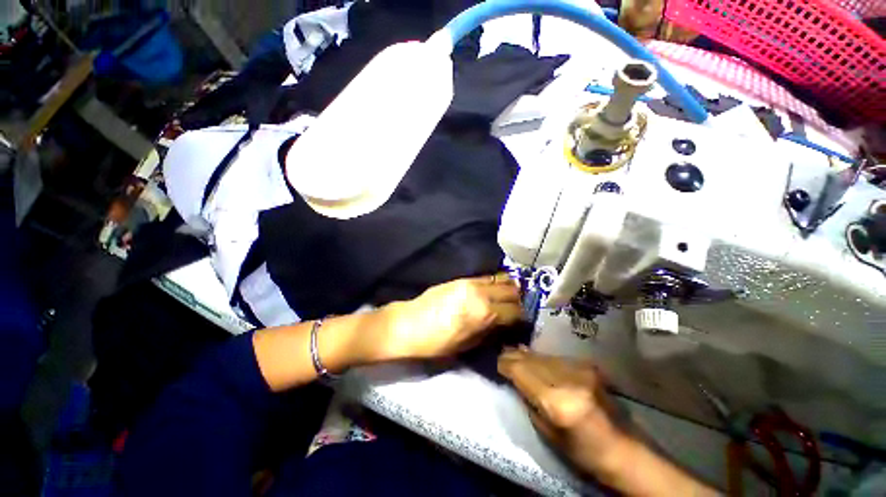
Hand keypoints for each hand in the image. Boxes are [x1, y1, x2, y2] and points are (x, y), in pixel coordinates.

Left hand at [379, 273, 521, 359]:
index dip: (522, 317)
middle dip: (519, 300)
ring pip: (501, 279)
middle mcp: (481, 293)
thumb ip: (490, 332)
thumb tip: (504, 325)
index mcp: (484, 313)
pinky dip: (495, 282)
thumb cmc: (436, 343)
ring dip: (509, 288)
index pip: (515, 311)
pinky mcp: (462, 278)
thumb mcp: (467, 345)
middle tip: (518, 308)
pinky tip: (494, 289)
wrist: (408, 324)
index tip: (523, 321)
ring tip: (510, 297)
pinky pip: (486, 277)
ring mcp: (471, 282)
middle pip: (512, 291)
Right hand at [499, 349, 718, 495]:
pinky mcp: (588, 366)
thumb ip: (528, 399)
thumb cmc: (580, 451)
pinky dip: (543, 359)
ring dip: (528, 355)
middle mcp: (568, 379)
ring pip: (543, 355)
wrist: (621, 448)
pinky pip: (556, 358)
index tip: (497, 361)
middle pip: (532, 360)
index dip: (506, 364)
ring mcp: (580, 369)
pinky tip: (536, 358)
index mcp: (557, 402)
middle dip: (515, 356)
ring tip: (516, 352)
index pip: (522, 371)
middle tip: (503, 353)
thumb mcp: (546, 431)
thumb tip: (513, 376)